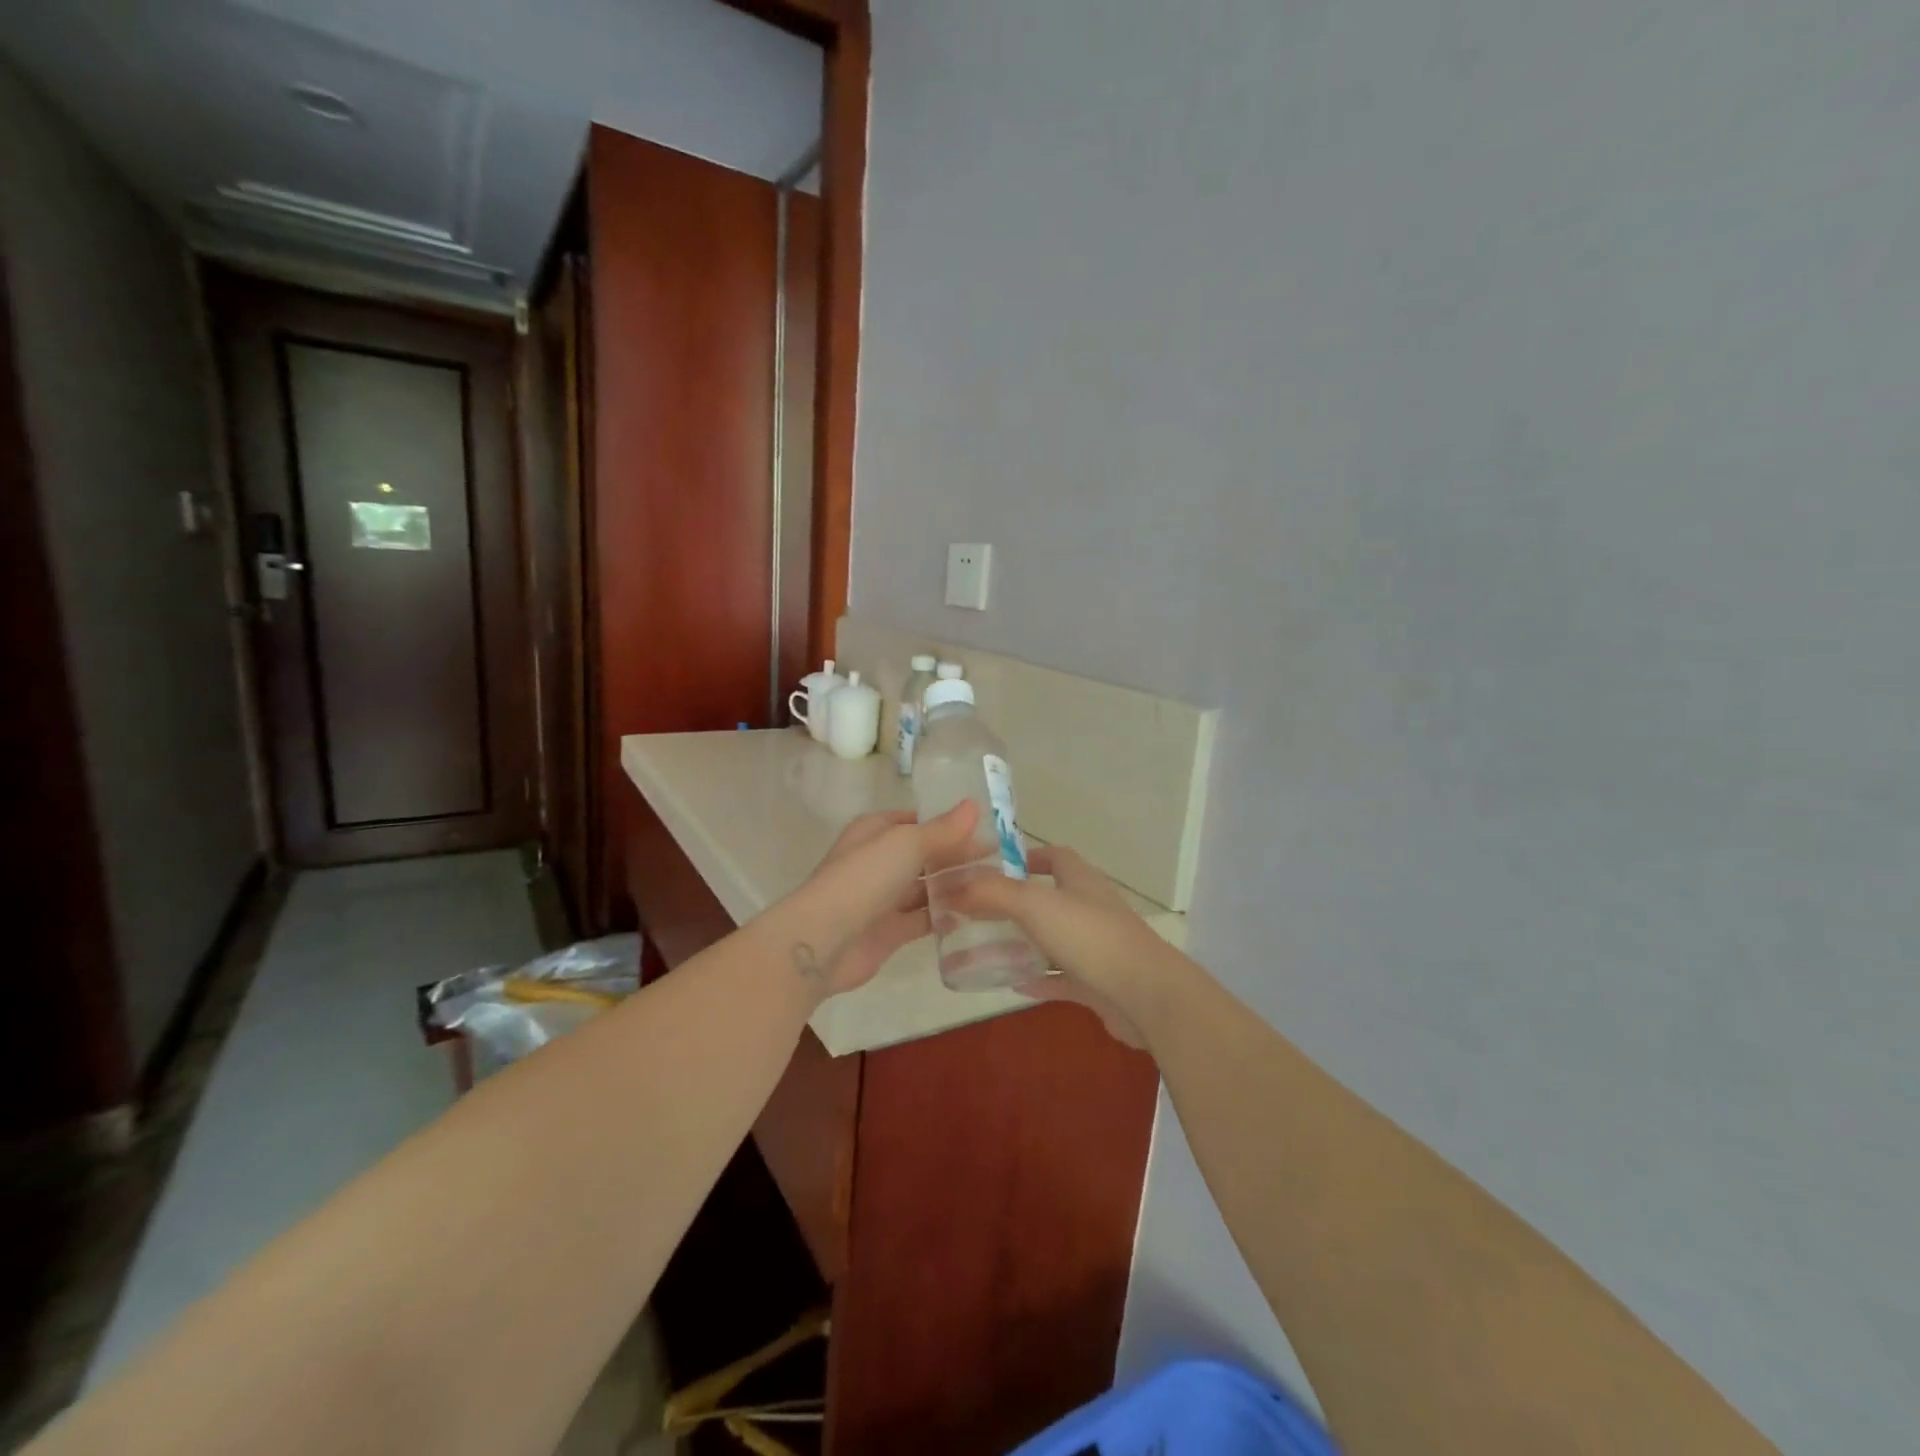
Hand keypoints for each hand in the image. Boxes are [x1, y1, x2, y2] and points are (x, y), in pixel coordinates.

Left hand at [782, 802, 979, 997]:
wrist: (825, 940)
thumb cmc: (865, 878)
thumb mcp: (907, 843)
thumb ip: (943, 829)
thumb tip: (974, 806)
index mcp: (876, 831)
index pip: (917, 821)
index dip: (949, 823)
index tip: (986, 828)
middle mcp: (878, 861)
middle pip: (924, 855)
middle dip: (957, 856)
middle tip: (1001, 859)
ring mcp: (883, 898)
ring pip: (925, 887)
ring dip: (954, 886)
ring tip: (995, 885)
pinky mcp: (889, 931)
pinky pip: (923, 919)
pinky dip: (945, 916)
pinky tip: (975, 915)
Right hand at [948, 845, 1182, 1046]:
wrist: (1145, 994)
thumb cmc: (1090, 936)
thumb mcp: (1034, 905)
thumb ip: (993, 893)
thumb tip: (954, 888)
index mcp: (1080, 880)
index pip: (1055, 856)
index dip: (1026, 857)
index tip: (993, 870)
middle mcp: (1090, 907)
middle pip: (1049, 899)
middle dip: (1015, 905)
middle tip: (978, 915)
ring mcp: (1097, 946)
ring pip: (1053, 940)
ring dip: (1023, 944)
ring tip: (984, 950)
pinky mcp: (1099, 982)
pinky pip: (1061, 977)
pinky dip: (1038, 978)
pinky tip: (1011, 983)